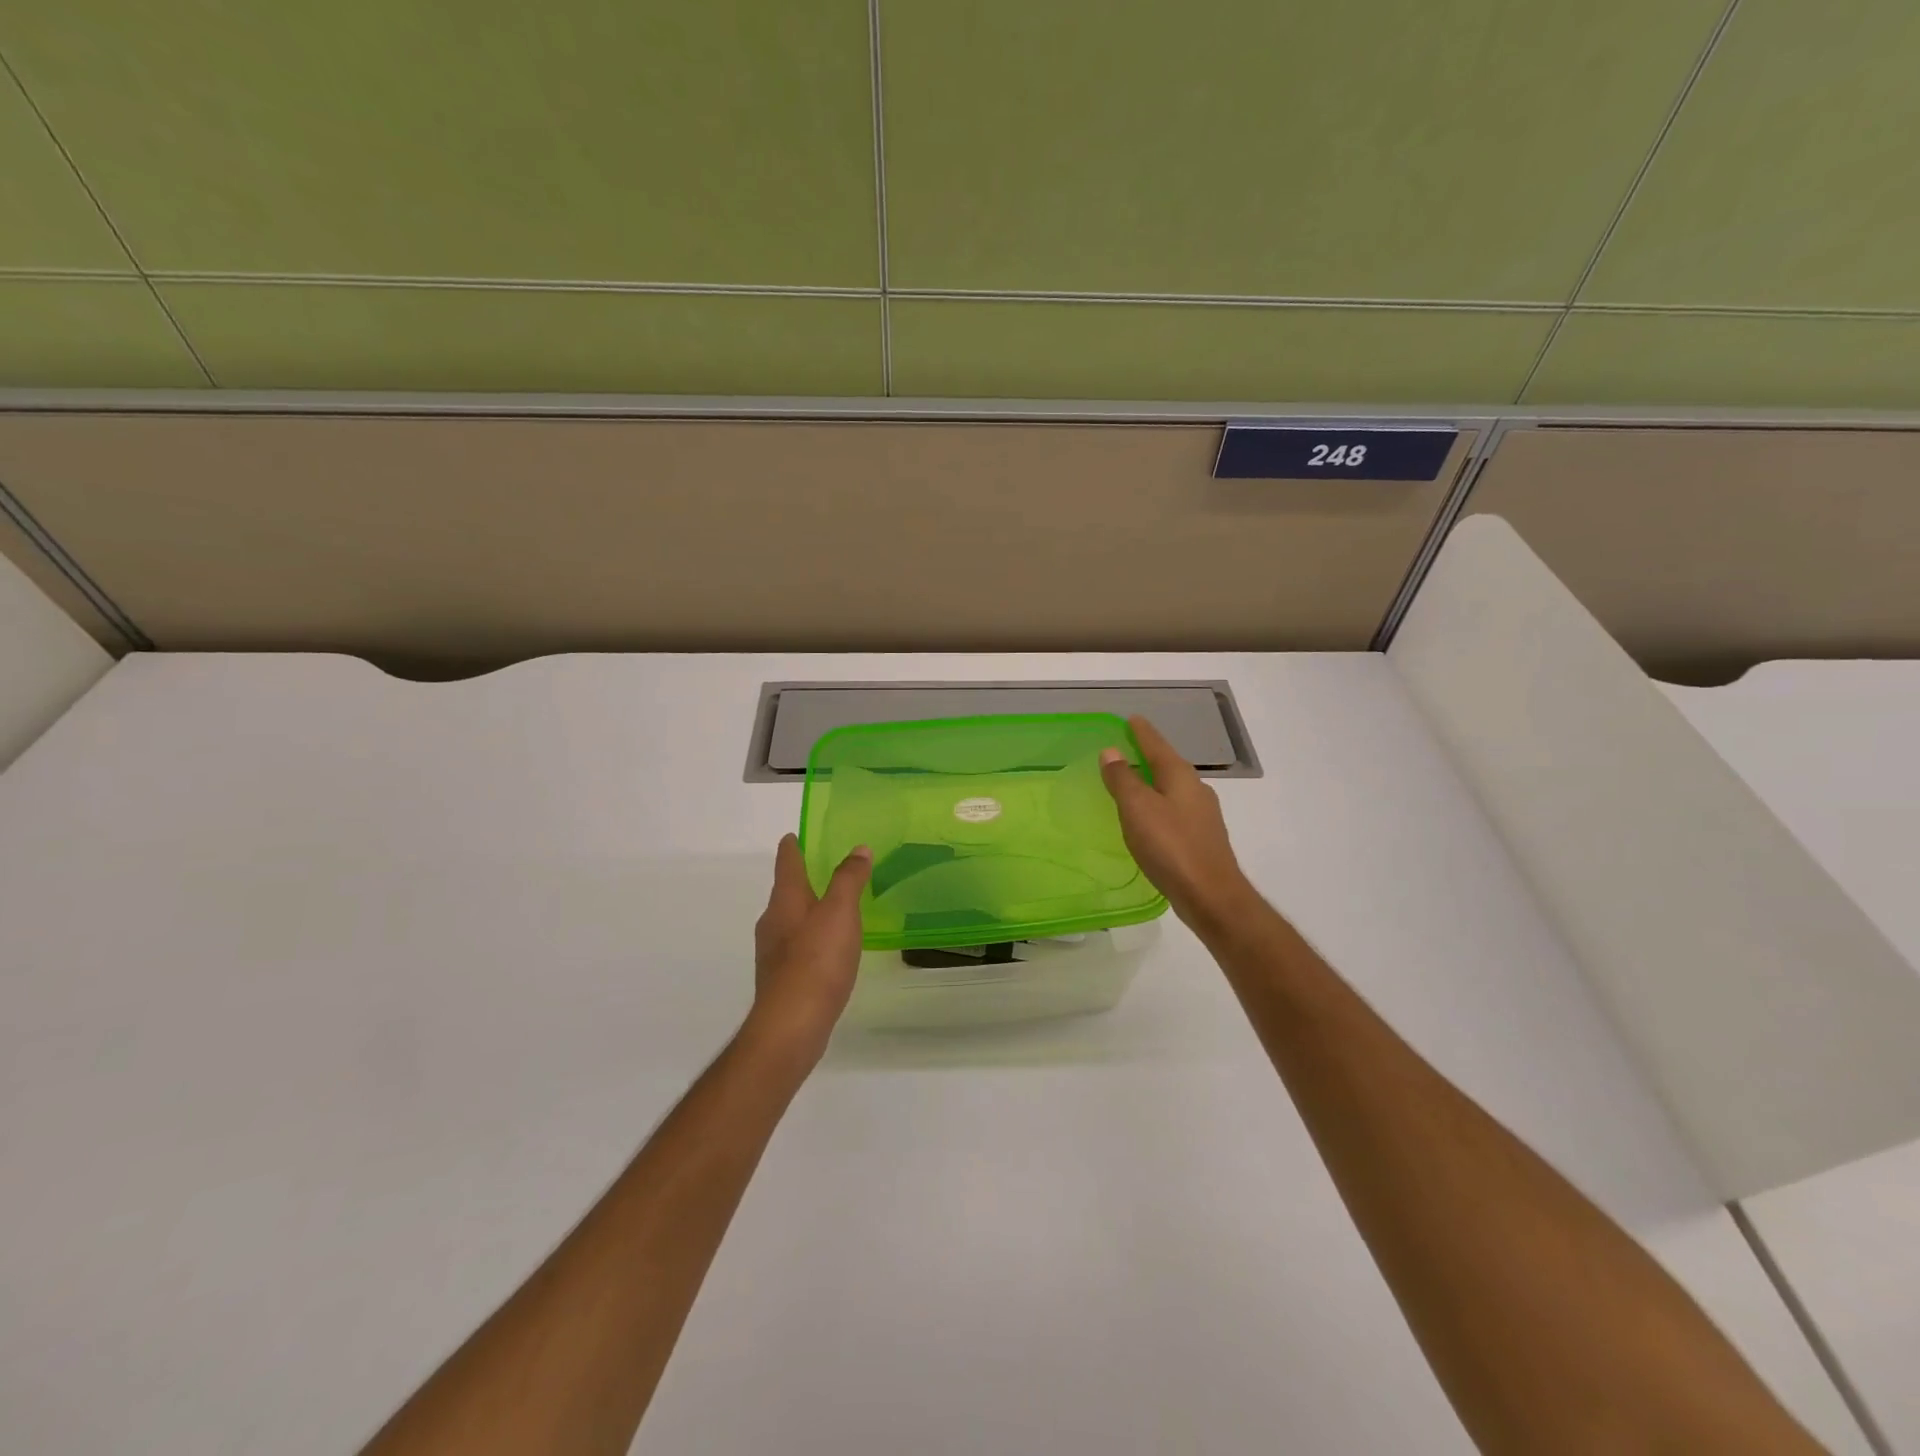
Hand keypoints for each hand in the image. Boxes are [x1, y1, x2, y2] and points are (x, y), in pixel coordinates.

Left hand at [746, 834, 871, 1064]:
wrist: (791, 1025)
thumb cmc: (817, 960)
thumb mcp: (840, 912)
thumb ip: (849, 879)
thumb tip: (858, 849)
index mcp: (785, 900)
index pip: (786, 863)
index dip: (792, 847)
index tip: (795, 835)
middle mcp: (772, 922)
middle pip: (785, 892)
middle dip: (802, 879)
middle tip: (826, 869)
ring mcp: (773, 953)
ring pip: (790, 920)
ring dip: (807, 910)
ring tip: (832, 908)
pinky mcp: (781, 979)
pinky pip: (796, 947)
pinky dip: (810, 939)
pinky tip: (828, 950)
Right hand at [1100, 715, 1256, 931]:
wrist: (1211, 896)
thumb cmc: (1171, 847)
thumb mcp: (1138, 809)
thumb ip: (1123, 779)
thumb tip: (1112, 751)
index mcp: (1181, 777)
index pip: (1157, 745)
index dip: (1142, 732)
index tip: (1131, 719)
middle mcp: (1196, 790)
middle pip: (1168, 765)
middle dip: (1148, 756)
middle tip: (1126, 749)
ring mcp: (1202, 816)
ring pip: (1173, 789)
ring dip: (1153, 782)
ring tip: (1133, 783)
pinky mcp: (1201, 839)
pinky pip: (1175, 811)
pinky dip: (1158, 806)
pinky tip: (1149, 819)